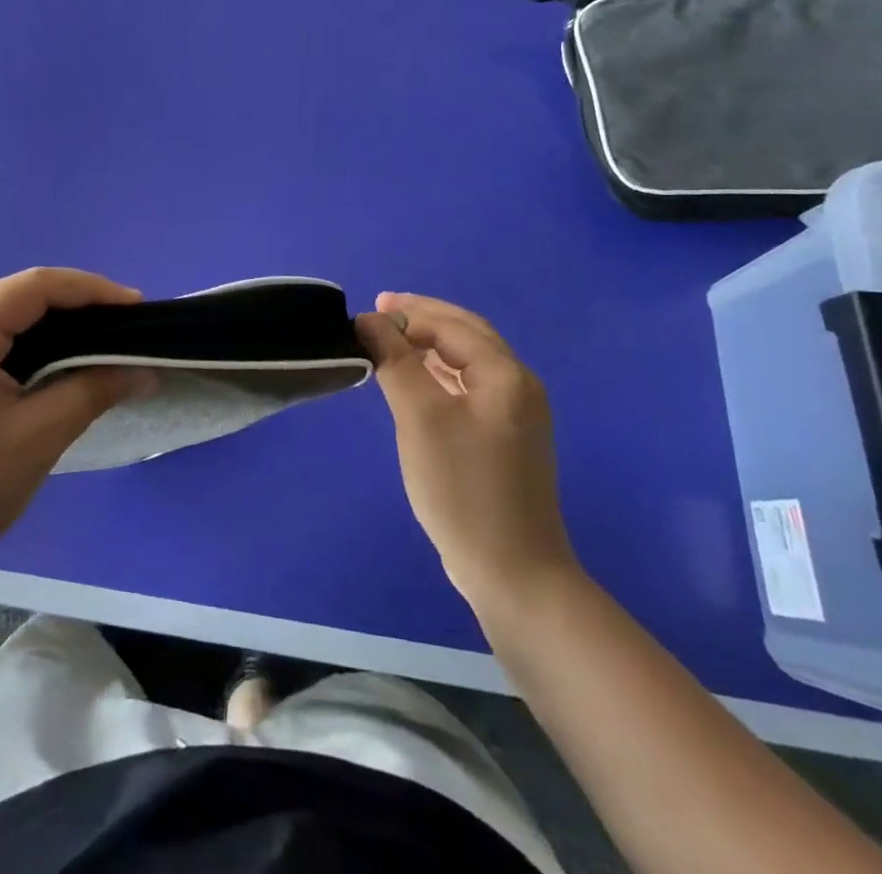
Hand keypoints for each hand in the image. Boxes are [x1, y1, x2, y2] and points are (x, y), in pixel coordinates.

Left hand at [0, 268, 154, 581]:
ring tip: (100, 342)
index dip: (92, 290)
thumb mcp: (38, 437)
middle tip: (125, 327)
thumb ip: (93, 390)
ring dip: (53, 325)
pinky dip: (29, 345)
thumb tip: (144, 371)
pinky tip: (57, 363)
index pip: (36, 286)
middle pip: (19, 296)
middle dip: (76, 306)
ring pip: (5, 317)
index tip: (137, 308)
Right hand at [356, 293, 578, 620]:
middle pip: (466, 333)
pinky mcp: (505, 440)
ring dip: (430, 343)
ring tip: (391, 338)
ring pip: (468, 360)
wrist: (513, 573)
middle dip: (423, 317)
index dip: (405, 315)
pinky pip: (469, 386)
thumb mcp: (420, 416)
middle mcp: (518, 386)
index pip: (450, 325)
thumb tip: (369, 320)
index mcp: (506, 374)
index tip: (362, 318)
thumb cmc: (462, 487)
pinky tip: (416, 379)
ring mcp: (516, 415)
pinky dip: (439, 372)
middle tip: (380, 309)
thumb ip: (395, 360)